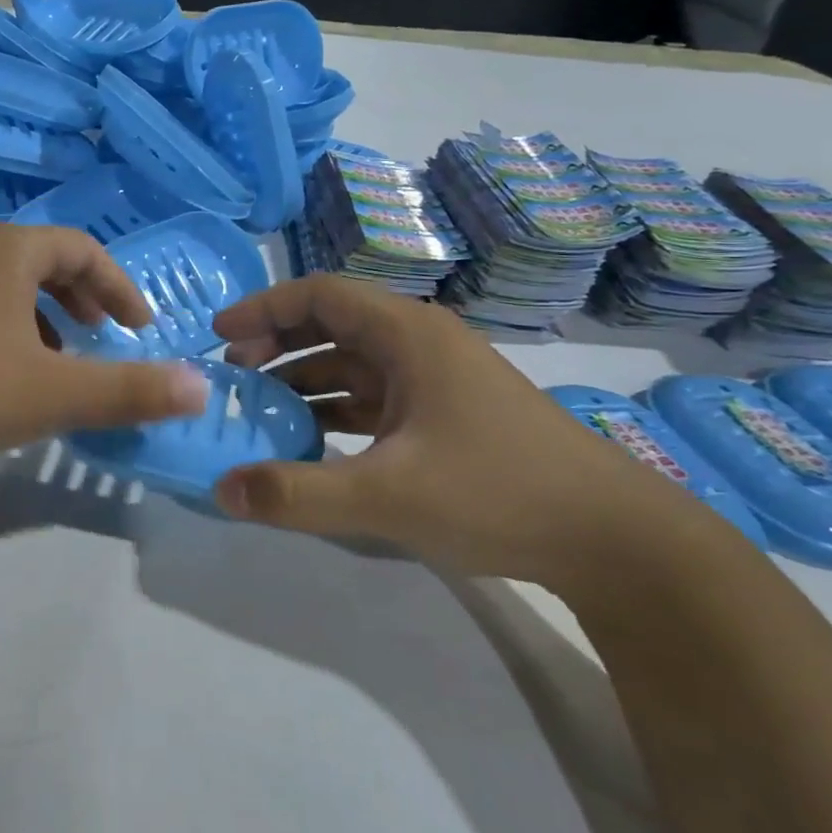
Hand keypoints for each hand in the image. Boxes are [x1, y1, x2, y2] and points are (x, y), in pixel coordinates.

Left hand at [0, 223, 208, 471]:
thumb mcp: (51, 393)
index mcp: (8, 252)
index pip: (82, 249)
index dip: (121, 287)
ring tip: (50, 368)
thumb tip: (202, 387)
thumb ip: (128, 390)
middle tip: (100, 338)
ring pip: (0, 291)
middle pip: (40, 263)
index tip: (140, 327)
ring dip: (38, 322)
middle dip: (80, 300)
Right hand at [211, 275, 714, 584]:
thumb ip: (296, 493)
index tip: (219, 336)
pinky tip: (309, 444)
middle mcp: (419, 344)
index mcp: (408, 334)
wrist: (611, 537)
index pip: (320, 294)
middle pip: (332, 325)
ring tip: (260, 413)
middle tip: (233, 378)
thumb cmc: (497, 492)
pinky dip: (334, 412)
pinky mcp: (445, 416)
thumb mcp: (387, 496)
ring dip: (302, 382)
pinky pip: (373, 399)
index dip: (264, 308)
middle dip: (276, 345)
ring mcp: (435, 381)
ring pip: (351, 365)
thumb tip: (220, 488)